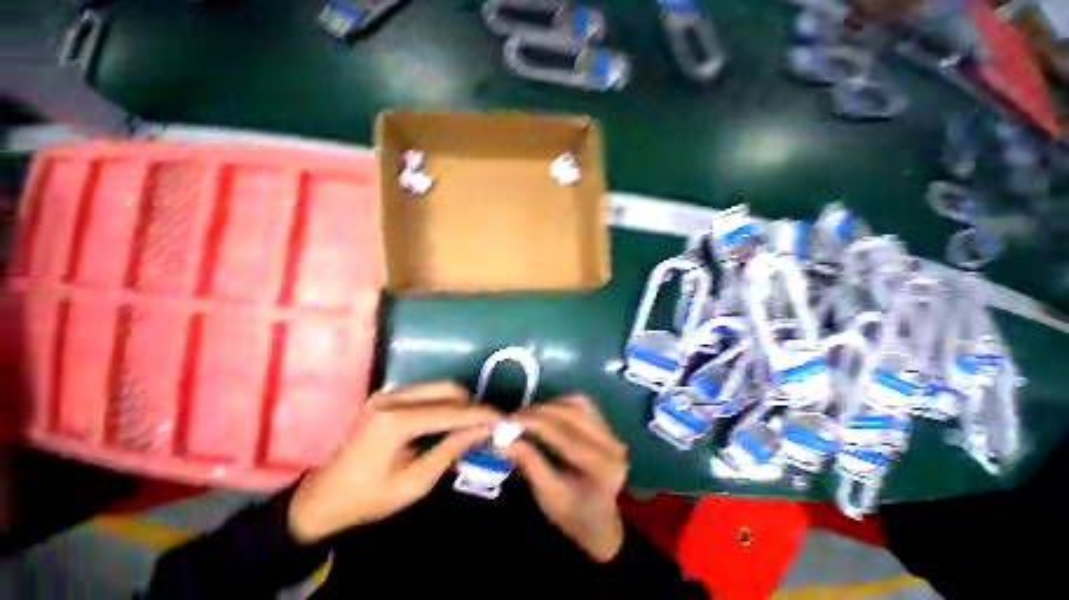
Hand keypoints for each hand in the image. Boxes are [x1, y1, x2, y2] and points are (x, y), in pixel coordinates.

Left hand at [288, 382, 500, 543]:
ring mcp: (389, 393)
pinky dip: (446, 405)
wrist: (324, 497)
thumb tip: (483, 431)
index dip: (480, 414)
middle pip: (448, 390)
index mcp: (394, 421)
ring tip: (472, 425)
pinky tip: (451, 422)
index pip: (450, 411)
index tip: (503, 419)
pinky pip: (428, 394)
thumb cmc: (368, 498)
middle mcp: (392, 397)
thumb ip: (451, 450)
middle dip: (472, 406)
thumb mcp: (415, 483)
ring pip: (440, 388)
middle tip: (488, 425)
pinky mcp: (389, 396)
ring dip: (460, 404)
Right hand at [503, 395, 628, 562]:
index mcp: (602, 467)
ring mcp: (611, 433)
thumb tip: (502, 440)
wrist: (600, 522)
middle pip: (572, 414)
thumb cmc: (573, 515)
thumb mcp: (548, 495)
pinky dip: (562, 404)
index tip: (509, 420)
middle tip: (515, 416)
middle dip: (540, 412)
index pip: (564, 435)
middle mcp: (612, 444)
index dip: (535, 423)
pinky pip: (582, 405)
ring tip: (530, 416)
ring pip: (578, 404)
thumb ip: (529, 463)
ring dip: (551, 406)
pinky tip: (548, 414)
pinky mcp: (606, 426)